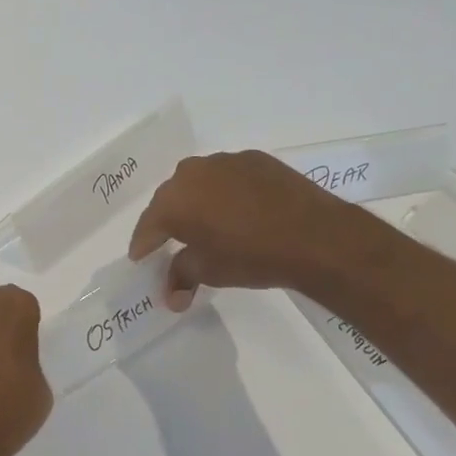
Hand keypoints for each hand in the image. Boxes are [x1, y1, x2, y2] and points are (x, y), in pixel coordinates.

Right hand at [128, 150, 343, 308]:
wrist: (315, 236)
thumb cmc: (252, 257)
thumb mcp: (210, 271)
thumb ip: (182, 276)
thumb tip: (171, 296)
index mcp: (174, 201)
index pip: (148, 226)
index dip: (143, 245)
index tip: (140, 258)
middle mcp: (192, 173)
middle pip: (170, 199)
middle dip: (168, 220)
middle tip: (172, 241)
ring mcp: (225, 161)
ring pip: (199, 182)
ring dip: (197, 201)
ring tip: (207, 223)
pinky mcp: (254, 159)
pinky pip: (227, 176)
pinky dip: (225, 192)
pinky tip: (238, 210)